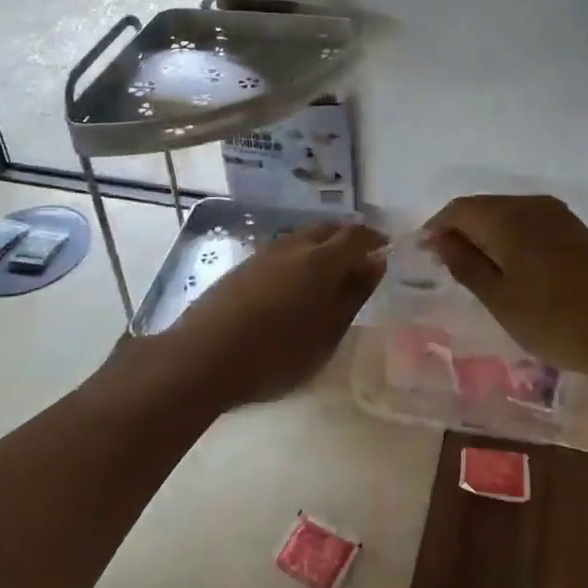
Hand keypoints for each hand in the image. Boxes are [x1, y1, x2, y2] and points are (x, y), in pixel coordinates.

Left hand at [156, 221, 386, 411]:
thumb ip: (353, 295)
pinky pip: (282, 252)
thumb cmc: (276, 353)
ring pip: (302, 238)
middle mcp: (293, 246)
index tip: (385, 250)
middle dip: (347, 240)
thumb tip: (375, 263)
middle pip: (327, 230)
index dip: (374, 238)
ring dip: (321, 249)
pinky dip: (298, 260)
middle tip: (359, 263)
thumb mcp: (327, 333)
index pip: (356, 234)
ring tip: (329, 277)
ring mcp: (264, 254)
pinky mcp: (243, 267)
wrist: (202, 357)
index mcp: (320, 259)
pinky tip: (294, 286)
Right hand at [423, 194, 587, 385]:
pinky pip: (528, 221)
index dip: (436, 227)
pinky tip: (509, 264)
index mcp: (508, 217)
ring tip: (474, 266)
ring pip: (506, 213)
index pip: (459, 210)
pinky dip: (510, 236)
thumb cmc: (555, 321)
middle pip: (483, 207)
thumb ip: (464, 263)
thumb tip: (439, 238)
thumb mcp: (499, 299)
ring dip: (485, 233)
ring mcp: (557, 214)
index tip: (423, 253)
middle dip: (460, 229)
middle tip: (445, 263)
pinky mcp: (575, 228)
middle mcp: (531, 204)